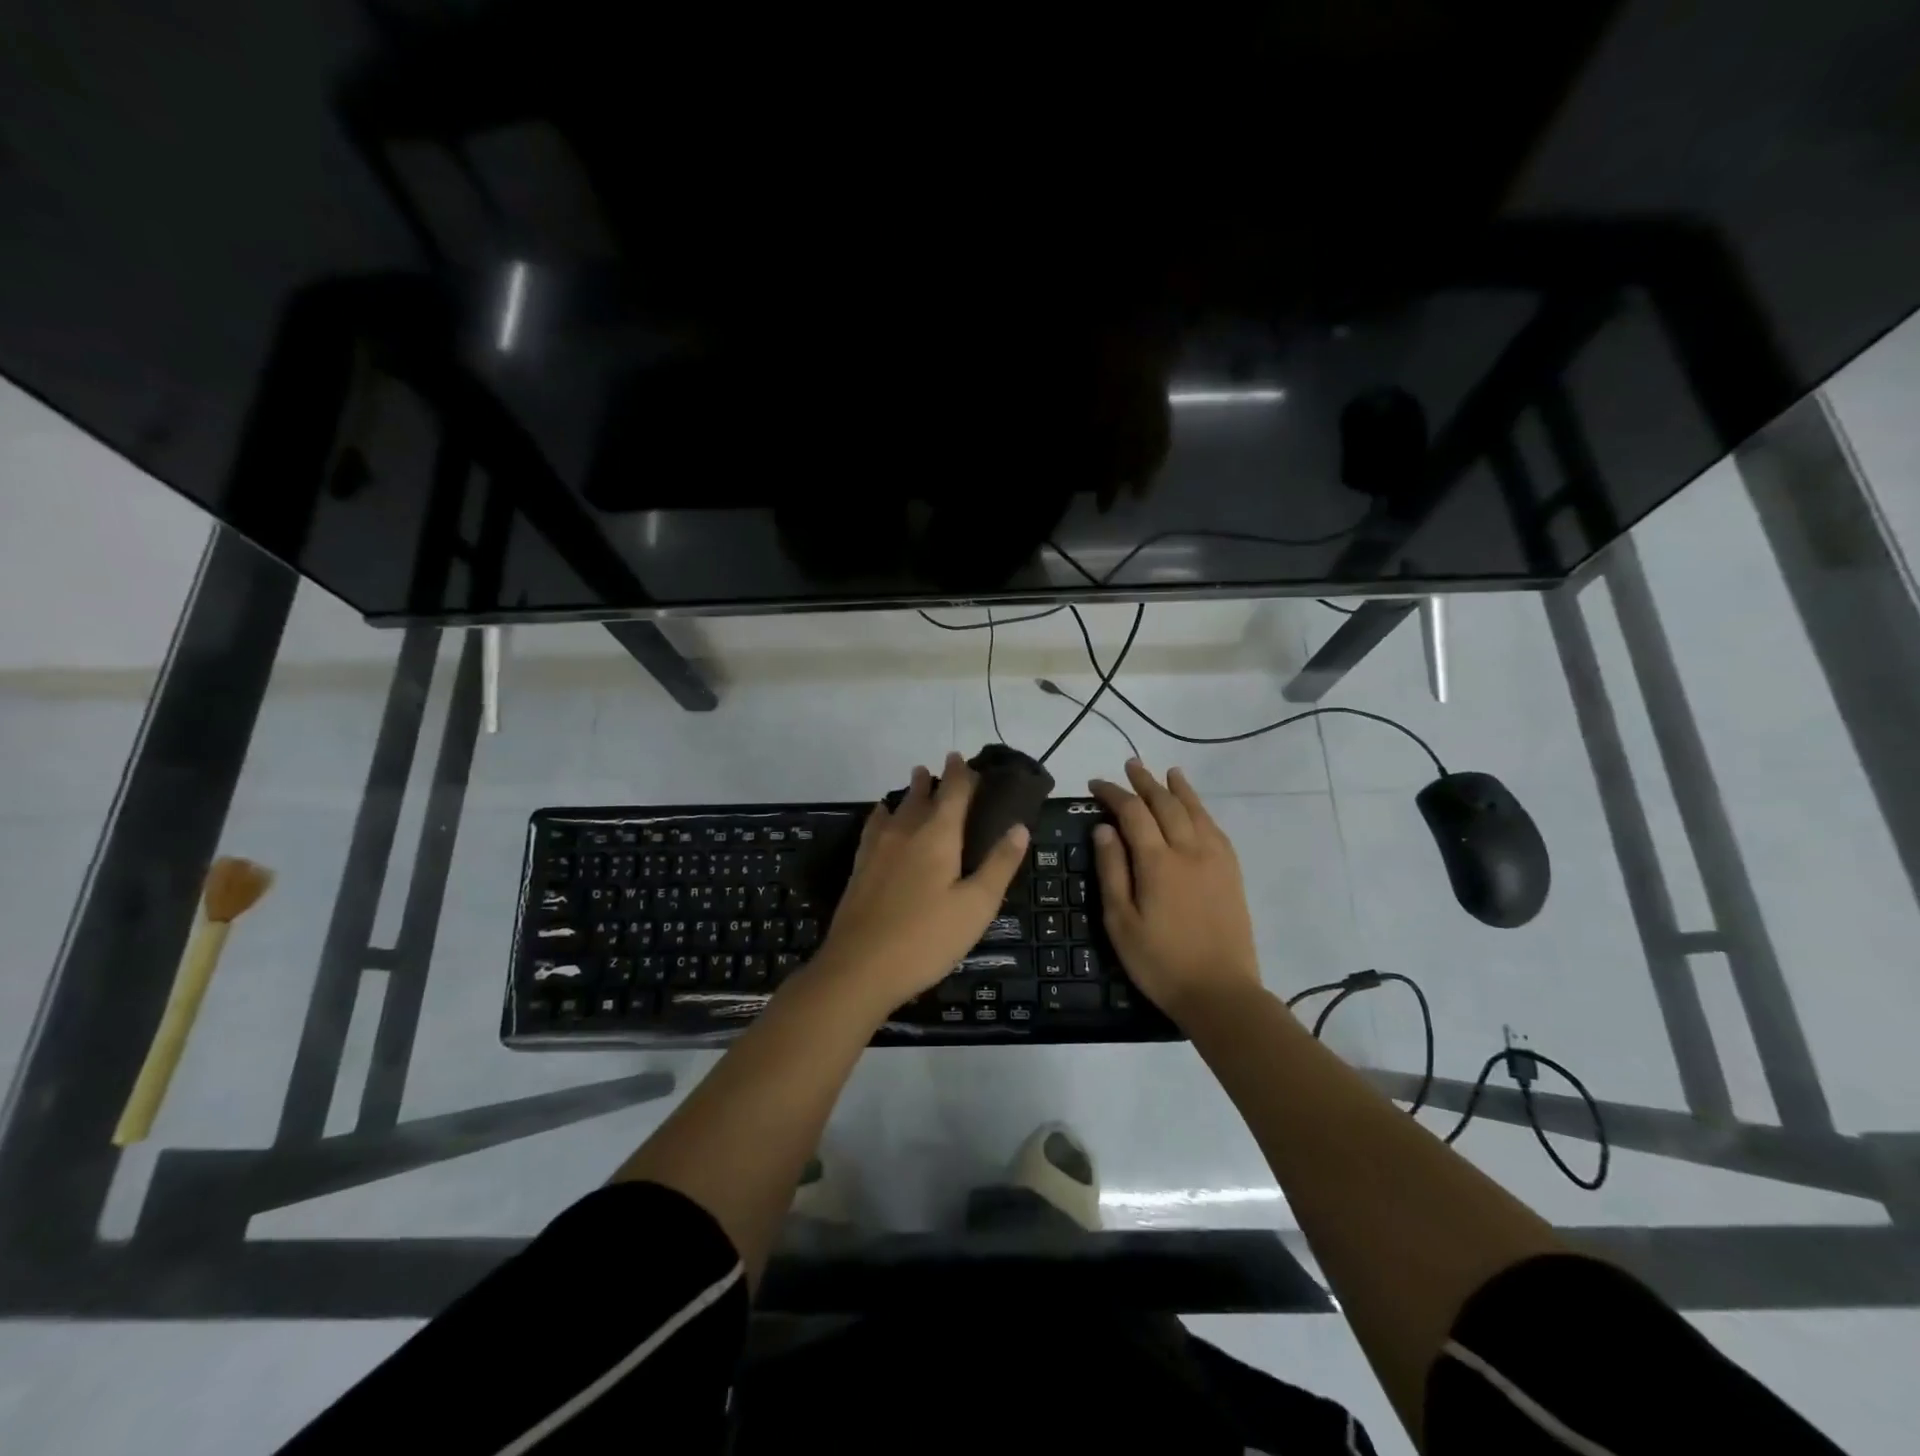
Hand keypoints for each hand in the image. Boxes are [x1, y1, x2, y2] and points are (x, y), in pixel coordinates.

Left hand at [812, 752, 1029, 1013]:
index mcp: (938, 835)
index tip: (963, 758)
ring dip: (910, 792)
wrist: (859, 968)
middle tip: (944, 768)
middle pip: (921, 795)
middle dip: (935, 779)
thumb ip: (999, 864)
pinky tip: (882, 817)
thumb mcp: (976, 906)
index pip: (953, 792)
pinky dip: (884, 813)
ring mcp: (878, 848)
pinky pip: (875, 825)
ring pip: (896, 807)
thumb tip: (1019, 826)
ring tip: (916, 781)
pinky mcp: (860, 866)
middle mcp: (905, 831)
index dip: (962, 774)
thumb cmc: (927, 938)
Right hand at [1090, 759, 1262, 1024]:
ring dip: (1179, 788)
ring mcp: (1215, 860)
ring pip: (1196, 811)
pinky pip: (1216, 829)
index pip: (1132, 813)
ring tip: (1168, 772)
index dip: (1113, 794)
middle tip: (1130, 765)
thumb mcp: (1121, 922)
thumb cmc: (1160, 962)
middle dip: (1146, 782)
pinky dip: (1202, 810)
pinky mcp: (1232, 873)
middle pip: (1166, 804)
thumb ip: (1112, 871)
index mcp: (1157, 862)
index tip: (1095, 785)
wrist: (1220, 992)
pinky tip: (1196, 808)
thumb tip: (1103, 828)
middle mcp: (1189, 850)